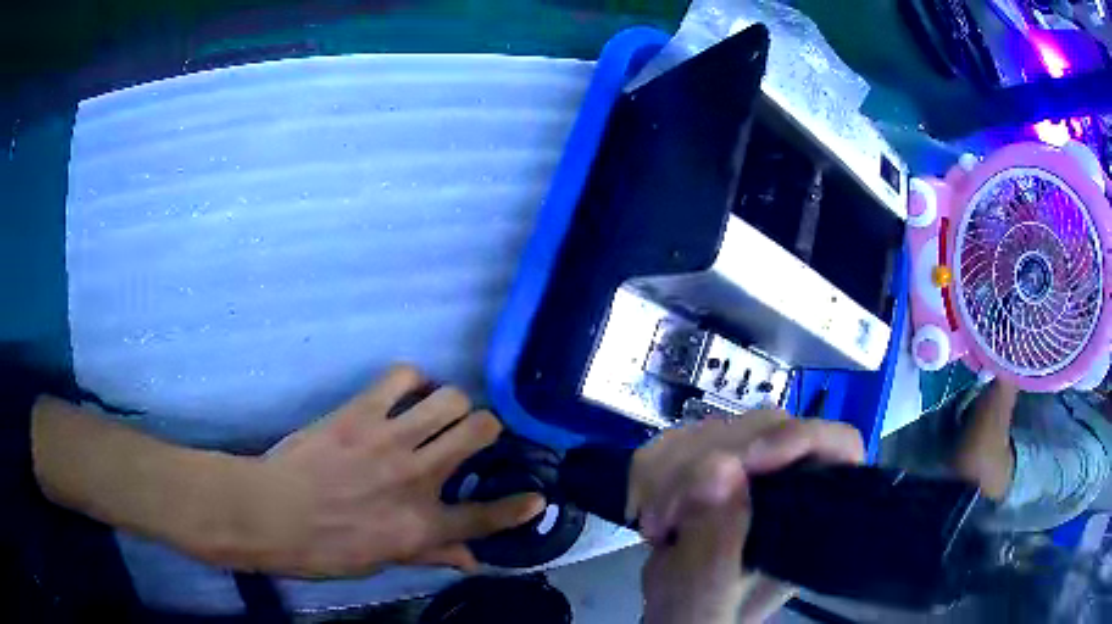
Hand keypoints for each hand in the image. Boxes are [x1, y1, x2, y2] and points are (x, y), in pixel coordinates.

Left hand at [219, 366, 544, 576]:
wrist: (271, 513)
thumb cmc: (324, 548)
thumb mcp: (380, 561)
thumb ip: (430, 555)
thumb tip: (472, 561)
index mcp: (422, 525)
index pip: (485, 517)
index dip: (518, 507)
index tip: (537, 496)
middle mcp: (418, 478)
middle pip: (480, 433)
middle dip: (488, 429)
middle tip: (473, 435)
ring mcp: (391, 440)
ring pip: (451, 399)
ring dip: (453, 403)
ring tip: (438, 412)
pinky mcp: (361, 412)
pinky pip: (402, 377)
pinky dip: (412, 380)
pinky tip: (405, 392)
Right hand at [633, 411, 864, 623]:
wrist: (673, 617)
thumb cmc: (702, 617)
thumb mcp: (706, 601)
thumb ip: (713, 549)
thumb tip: (717, 468)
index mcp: (810, 519)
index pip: (836, 446)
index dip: (798, 439)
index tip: (743, 462)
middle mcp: (789, 486)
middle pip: (766, 428)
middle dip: (705, 464)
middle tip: (668, 516)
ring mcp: (750, 473)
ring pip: (718, 427)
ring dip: (670, 470)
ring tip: (656, 524)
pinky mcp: (711, 466)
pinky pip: (680, 438)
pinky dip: (651, 469)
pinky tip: (646, 507)